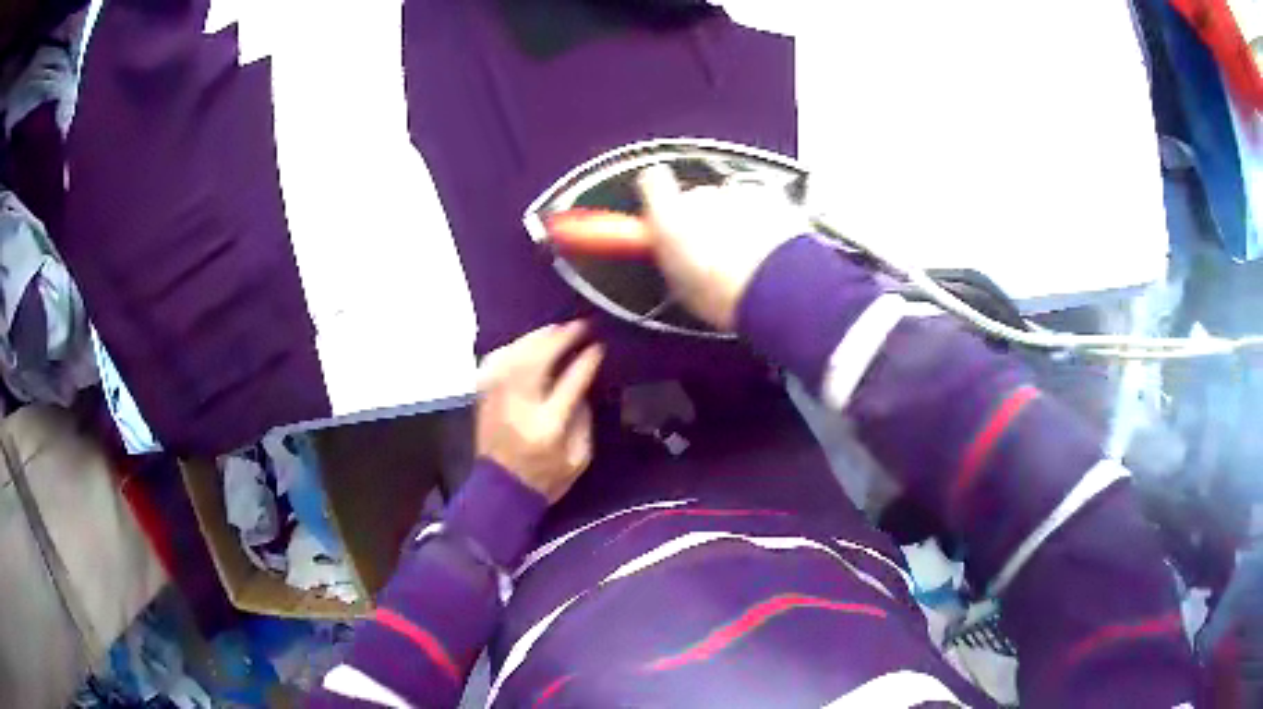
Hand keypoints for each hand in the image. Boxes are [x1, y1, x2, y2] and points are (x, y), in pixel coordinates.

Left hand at [475, 322, 604, 502]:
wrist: (501, 491)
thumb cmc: (546, 478)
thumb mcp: (579, 458)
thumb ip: (583, 419)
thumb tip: (582, 385)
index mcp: (548, 426)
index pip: (571, 382)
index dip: (586, 360)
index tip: (598, 345)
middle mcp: (519, 407)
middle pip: (538, 360)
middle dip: (561, 338)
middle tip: (579, 325)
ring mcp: (497, 399)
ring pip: (515, 355)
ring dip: (537, 337)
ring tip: (557, 329)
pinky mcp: (484, 397)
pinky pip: (495, 362)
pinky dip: (512, 348)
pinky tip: (526, 343)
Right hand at [636, 164, 809, 329]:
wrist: (772, 287)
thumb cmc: (724, 294)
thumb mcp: (680, 287)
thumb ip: (670, 257)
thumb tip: (669, 253)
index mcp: (667, 217)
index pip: (652, 182)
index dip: (658, 193)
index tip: (663, 210)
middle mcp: (699, 197)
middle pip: (696, 198)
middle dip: (703, 218)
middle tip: (713, 252)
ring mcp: (735, 193)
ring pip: (730, 201)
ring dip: (735, 220)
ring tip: (746, 258)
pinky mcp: (768, 195)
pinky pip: (760, 202)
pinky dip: (764, 219)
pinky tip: (768, 249)